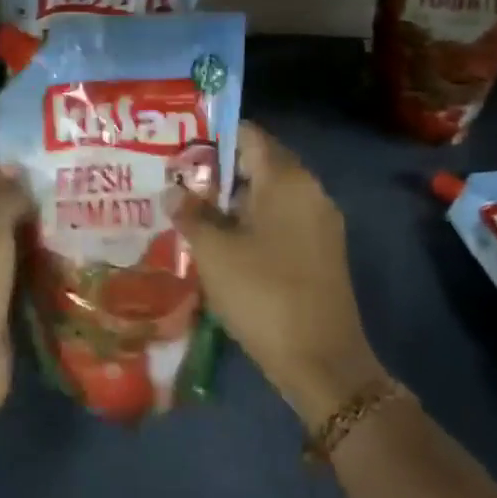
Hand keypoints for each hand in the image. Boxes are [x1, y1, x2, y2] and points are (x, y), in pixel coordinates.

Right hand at [166, 122, 383, 426]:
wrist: (322, 362)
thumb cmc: (263, 294)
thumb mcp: (215, 252)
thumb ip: (191, 214)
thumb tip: (173, 191)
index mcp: (287, 179)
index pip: (248, 135)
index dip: (213, 137)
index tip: (180, 147)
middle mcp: (310, 190)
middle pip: (259, 163)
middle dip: (218, 171)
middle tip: (178, 181)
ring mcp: (320, 222)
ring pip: (270, 195)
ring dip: (234, 200)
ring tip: (192, 211)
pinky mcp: (322, 251)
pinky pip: (282, 220)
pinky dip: (253, 222)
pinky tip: (224, 242)